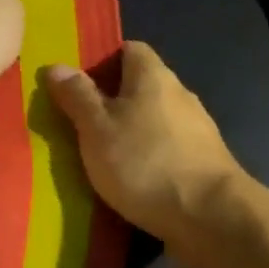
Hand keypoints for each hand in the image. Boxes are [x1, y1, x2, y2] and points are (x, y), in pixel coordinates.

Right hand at [43, 41, 249, 267]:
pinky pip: (165, 150)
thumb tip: (57, 66)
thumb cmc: (145, 162)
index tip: (75, 84)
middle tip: (77, 123)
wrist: (211, 218)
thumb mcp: (97, 128)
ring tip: (98, 156)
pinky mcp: (202, 164)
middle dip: (110, 101)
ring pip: (152, 121)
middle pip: (140, 86)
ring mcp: (196, 131)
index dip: (101, 61)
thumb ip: (77, 97)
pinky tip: (129, 181)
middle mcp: (179, 95)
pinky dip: (146, 159)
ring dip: (129, 133)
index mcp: (153, 75)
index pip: (128, 49)